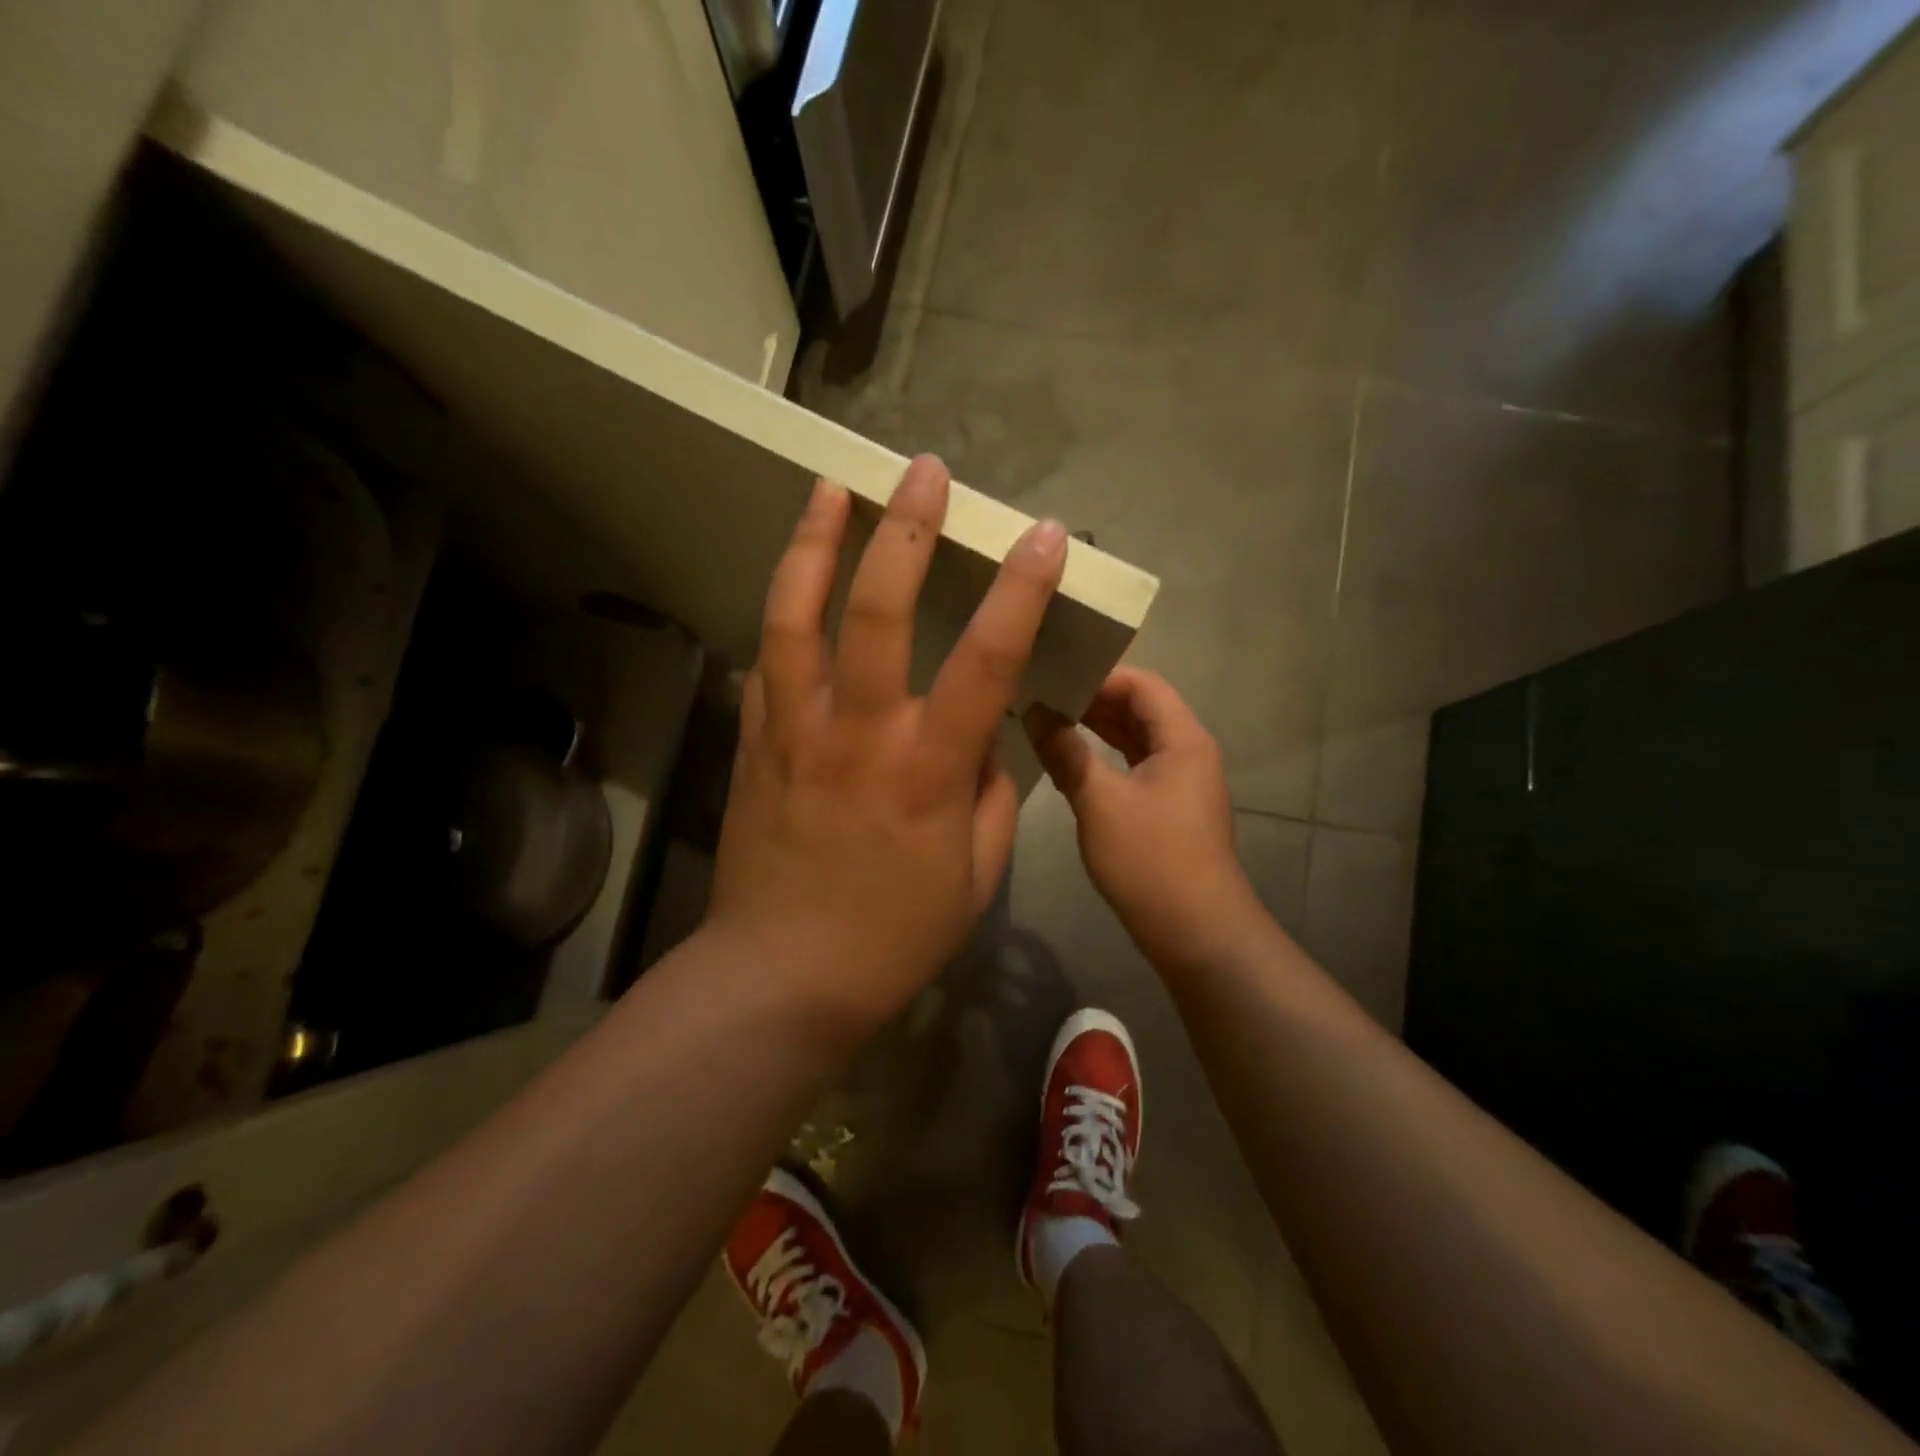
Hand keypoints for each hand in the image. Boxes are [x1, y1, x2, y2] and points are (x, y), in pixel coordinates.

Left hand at [706, 456, 1066, 1033]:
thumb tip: (984, 744)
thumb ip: (990, 797)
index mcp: (928, 767)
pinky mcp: (752, 743)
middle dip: (906, 529)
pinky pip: (765, 664)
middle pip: (880, 608)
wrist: (783, 974)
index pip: (988, 658)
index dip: (1021, 589)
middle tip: (922, 470)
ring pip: (796, 616)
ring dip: (814, 543)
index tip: (1044, 535)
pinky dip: (781, 617)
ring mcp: (794, 730)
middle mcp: (859, 731)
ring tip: (830, 488)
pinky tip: (792, 587)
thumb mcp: (977, 876)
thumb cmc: (894, 934)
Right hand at [1023, 669, 1262, 969]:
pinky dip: (1106, 759)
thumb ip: (1066, 753)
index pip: (1142, 685)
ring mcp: (1181, 783)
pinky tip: (1071, 763)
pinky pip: (1136, 768)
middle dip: (1094, 701)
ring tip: (1049, 722)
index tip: (1054, 679)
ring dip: (1098, 730)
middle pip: (1141, 709)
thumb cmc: (1150, 859)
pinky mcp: (1170, 810)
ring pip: (1137, 740)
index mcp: (1183, 739)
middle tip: (1043, 697)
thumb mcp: (1099, 801)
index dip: (1099, 676)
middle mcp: (1188, 752)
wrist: (1196, 933)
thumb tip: (1036, 712)